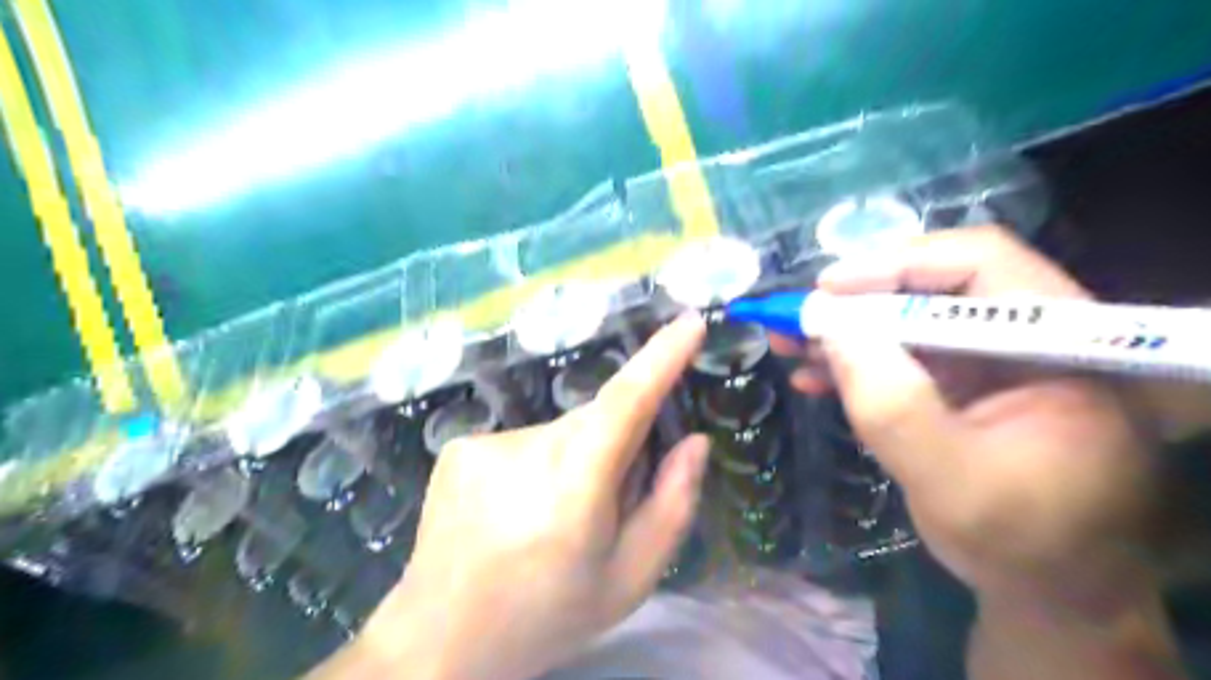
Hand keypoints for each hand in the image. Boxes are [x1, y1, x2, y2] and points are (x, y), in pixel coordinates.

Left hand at [350, 314, 712, 679]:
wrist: (440, 639)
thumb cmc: (547, 614)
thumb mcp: (630, 578)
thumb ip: (672, 505)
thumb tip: (693, 442)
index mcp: (575, 483)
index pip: (626, 400)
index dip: (661, 357)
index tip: (690, 323)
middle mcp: (528, 448)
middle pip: (597, 421)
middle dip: (618, 448)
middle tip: (605, 507)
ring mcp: (485, 442)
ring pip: (561, 433)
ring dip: (574, 462)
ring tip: (550, 519)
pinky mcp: (460, 447)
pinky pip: (524, 442)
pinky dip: (536, 467)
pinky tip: (512, 512)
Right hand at [775, 225, 1162, 615]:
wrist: (1046, 583)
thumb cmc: (1019, 541)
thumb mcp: (951, 481)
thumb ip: (894, 406)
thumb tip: (832, 328)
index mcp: (1061, 343)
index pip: (981, 264)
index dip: (897, 264)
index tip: (827, 289)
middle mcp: (1029, 334)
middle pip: (934, 286)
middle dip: (856, 302)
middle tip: (794, 318)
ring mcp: (991, 357)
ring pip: (908, 318)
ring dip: (845, 330)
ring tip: (788, 343)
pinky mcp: (961, 380)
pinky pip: (901, 354)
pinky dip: (854, 361)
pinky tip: (813, 376)